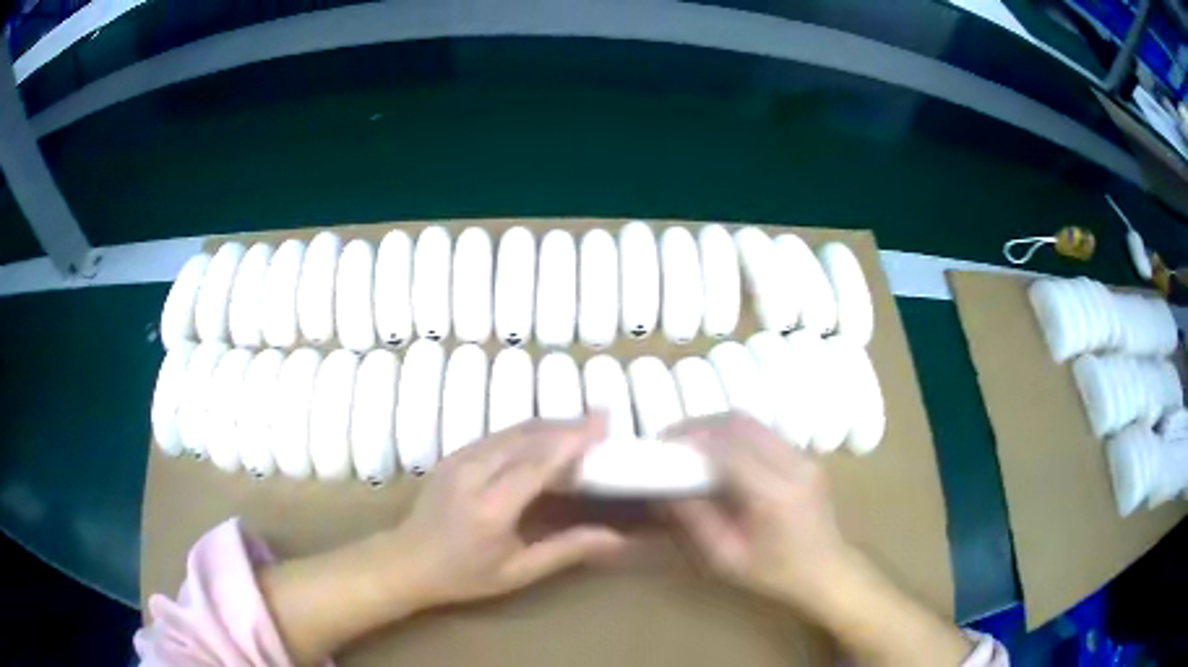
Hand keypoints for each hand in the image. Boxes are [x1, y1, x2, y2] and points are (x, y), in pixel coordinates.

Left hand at [391, 416, 626, 609]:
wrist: (406, 561)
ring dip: (549, 424)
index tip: (605, 426)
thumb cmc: (463, 575)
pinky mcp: (453, 454)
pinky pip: (497, 435)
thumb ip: (566, 550)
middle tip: (603, 420)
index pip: (538, 463)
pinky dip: (528, 431)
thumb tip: (616, 538)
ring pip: (512, 430)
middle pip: (527, 437)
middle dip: (568, 426)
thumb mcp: (517, 572)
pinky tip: (545, 436)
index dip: (573, 441)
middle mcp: (473, 473)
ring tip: (582, 425)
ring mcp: (459, 459)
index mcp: (491, 507)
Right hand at [664, 414, 850, 605]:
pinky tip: (720, 450)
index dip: (692, 439)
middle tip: (672, 437)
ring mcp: (804, 456)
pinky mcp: (807, 455)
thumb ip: (695, 521)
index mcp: (774, 495)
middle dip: (701, 424)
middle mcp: (793, 465)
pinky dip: (736, 433)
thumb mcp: (725, 558)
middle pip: (741, 424)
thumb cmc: (774, 572)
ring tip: (691, 440)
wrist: (827, 570)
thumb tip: (665, 490)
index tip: (663, 443)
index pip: (728, 449)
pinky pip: (765, 432)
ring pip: (754, 422)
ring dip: (718, 424)